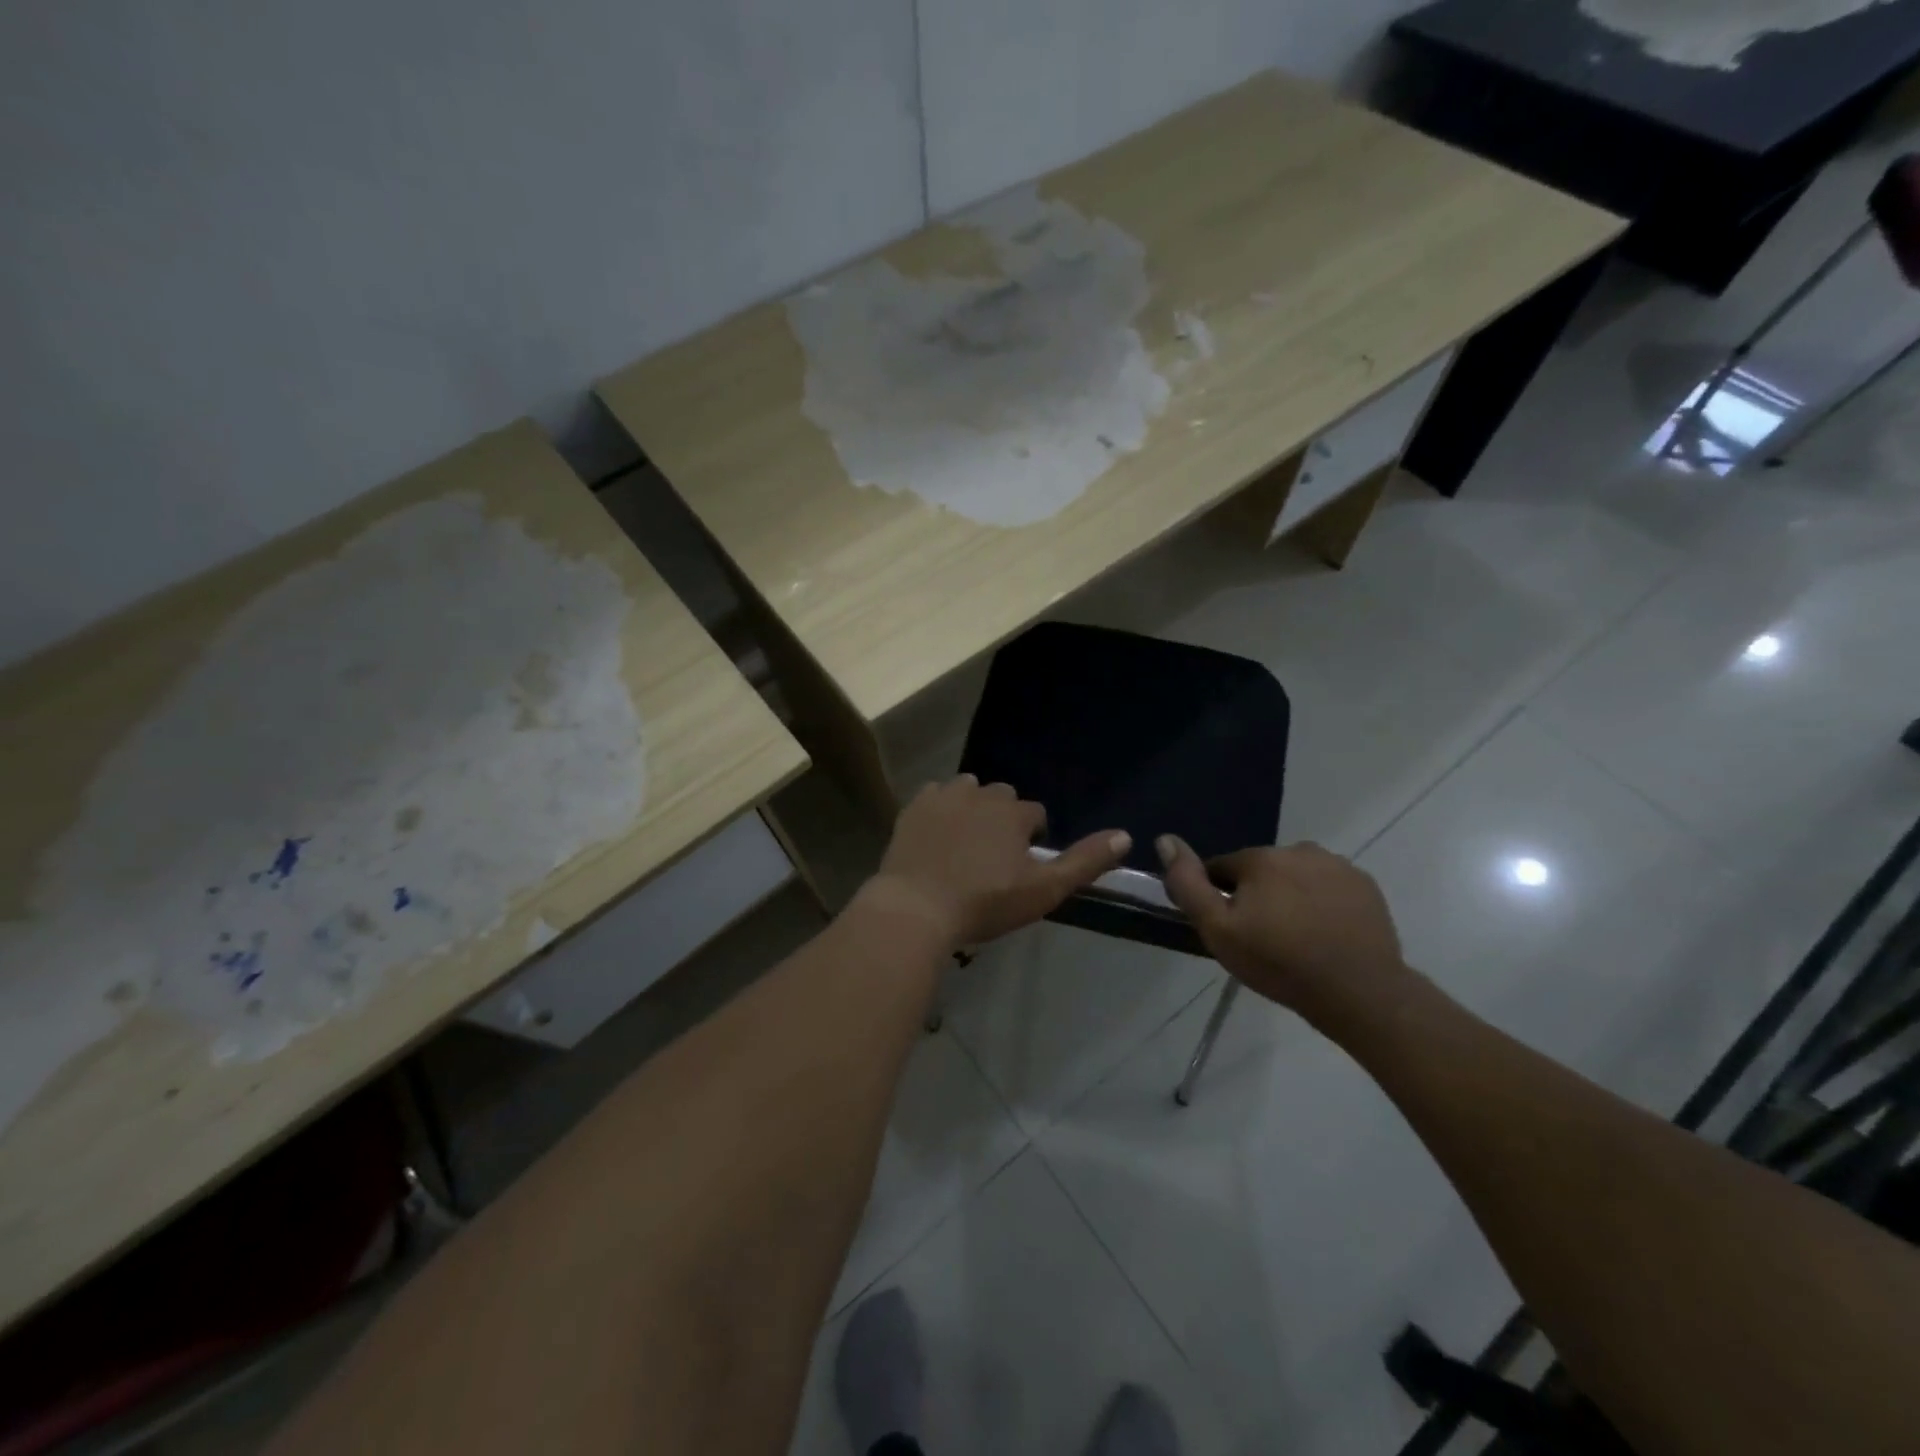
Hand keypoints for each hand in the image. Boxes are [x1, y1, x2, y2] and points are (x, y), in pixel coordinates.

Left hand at [862, 776, 1130, 951]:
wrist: (916, 907)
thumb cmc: (984, 902)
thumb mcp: (1043, 890)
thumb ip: (1085, 862)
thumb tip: (1125, 836)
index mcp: (1014, 812)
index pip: (1036, 814)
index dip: (1032, 838)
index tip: (1021, 865)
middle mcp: (981, 793)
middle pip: (1002, 797)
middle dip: (1003, 819)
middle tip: (993, 857)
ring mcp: (944, 796)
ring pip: (968, 790)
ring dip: (973, 808)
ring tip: (965, 843)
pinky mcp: (914, 806)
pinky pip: (935, 795)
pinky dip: (940, 808)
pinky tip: (936, 835)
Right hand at [1156, 836, 1411, 1020]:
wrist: (1360, 993)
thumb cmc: (1280, 962)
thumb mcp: (1218, 930)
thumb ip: (1188, 884)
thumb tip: (1165, 839)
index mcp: (1260, 858)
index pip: (1222, 868)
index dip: (1219, 897)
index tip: (1229, 929)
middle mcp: (1299, 850)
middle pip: (1261, 871)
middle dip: (1256, 896)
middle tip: (1262, 938)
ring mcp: (1338, 866)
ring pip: (1296, 876)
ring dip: (1290, 896)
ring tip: (1296, 938)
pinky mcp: (1365, 886)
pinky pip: (1329, 887)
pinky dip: (1322, 903)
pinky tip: (1325, 934)